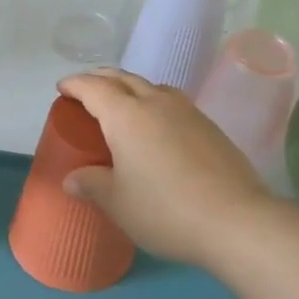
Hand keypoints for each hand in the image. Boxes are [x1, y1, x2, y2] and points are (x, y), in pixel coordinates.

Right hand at [56, 69, 275, 268]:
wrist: (235, 220)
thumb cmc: (165, 210)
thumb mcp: (118, 203)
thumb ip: (92, 184)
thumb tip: (72, 178)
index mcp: (126, 115)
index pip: (94, 87)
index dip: (75, 84)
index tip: (62, 87)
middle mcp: (156, 102)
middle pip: (123, 78)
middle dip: (101, 79)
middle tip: (86, 90)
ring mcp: (187, 111)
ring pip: (151, 87)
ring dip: (130, 88)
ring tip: (122, 105)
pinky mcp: (209, 125)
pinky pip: (172, 102)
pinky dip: (154, 103)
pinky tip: (157, 126)